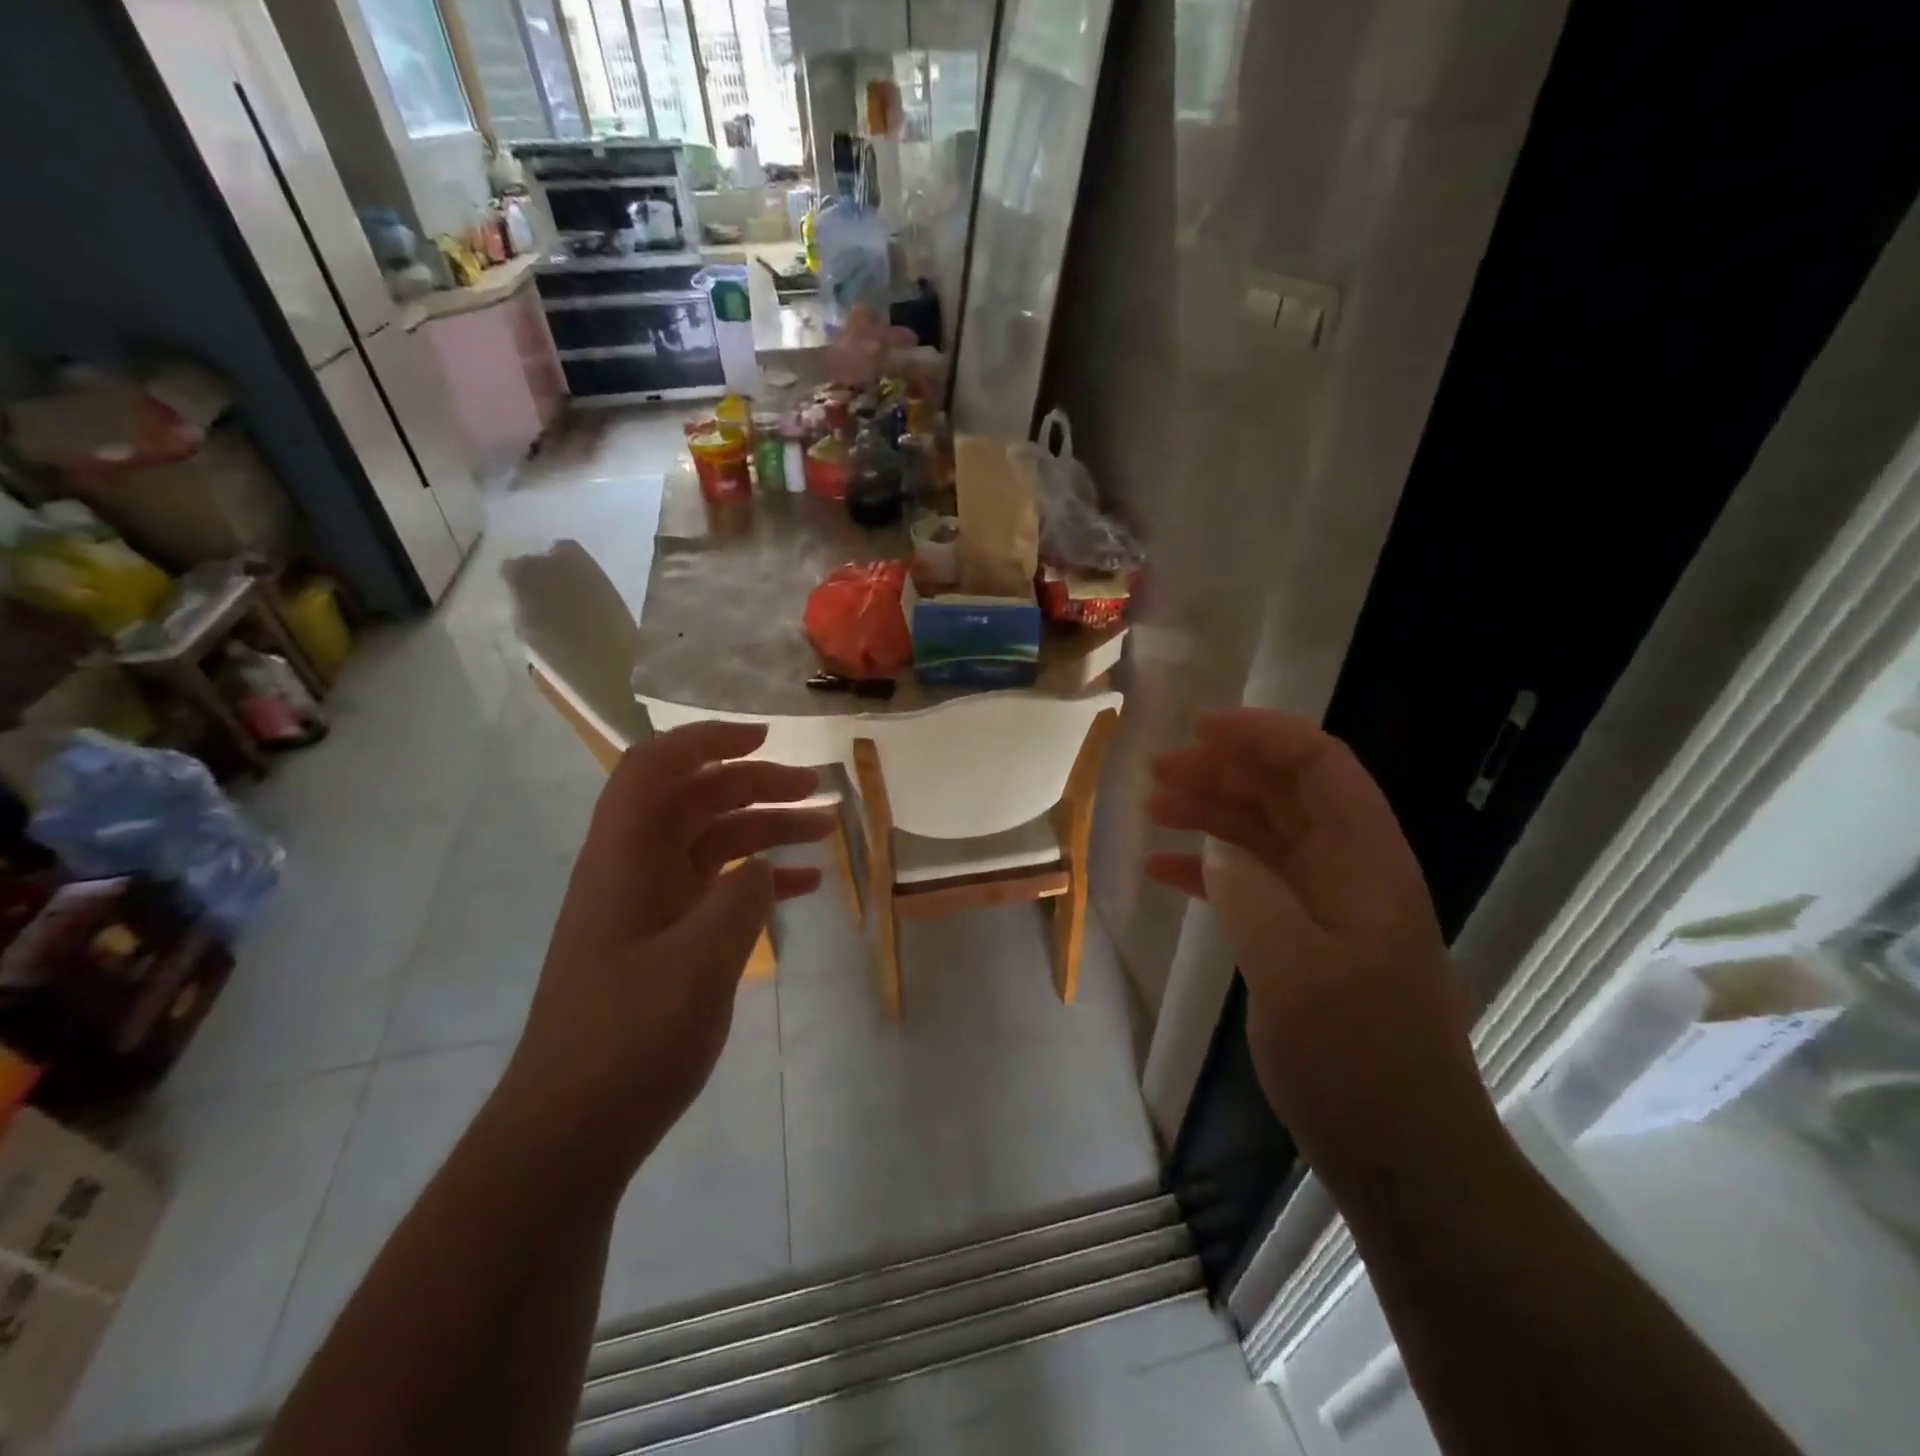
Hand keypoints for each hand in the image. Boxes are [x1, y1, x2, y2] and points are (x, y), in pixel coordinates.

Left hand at [502, 722, 833, 1173]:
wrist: (572, 1129)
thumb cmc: (628, 1038)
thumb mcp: (699, 962)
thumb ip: (740, 898)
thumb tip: (763, 867)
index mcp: (624, 858)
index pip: (656, 767)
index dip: (707, 739)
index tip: (766, 738)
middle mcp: (633, 869)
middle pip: (695, 799)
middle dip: (755, 783)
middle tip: (816, 789)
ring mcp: (650, 906)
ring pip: (712, 842)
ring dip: (766, 828)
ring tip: (826, 829)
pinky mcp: (665, 940)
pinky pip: (716, 888)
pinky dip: (759, 878)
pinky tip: (804, 886)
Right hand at [1146, 709, 1494, 1194]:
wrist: (1398, 1151)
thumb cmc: (1357, 1057)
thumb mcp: (1297, 970)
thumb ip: (1251, 894)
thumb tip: (1216, 850)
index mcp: (1366, 861)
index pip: (1320, 766)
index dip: (1263, 735)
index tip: (1199, 728)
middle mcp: (1347, 870)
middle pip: (1283, 793)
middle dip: (1222, 771)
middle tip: (1156, 771)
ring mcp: (1322, 906)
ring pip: (1260, 834)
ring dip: (1208, 813)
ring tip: (1150, 807)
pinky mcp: (1297, 939)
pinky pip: (1247, 883)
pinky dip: (1205, 869)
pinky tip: (1160, 871)